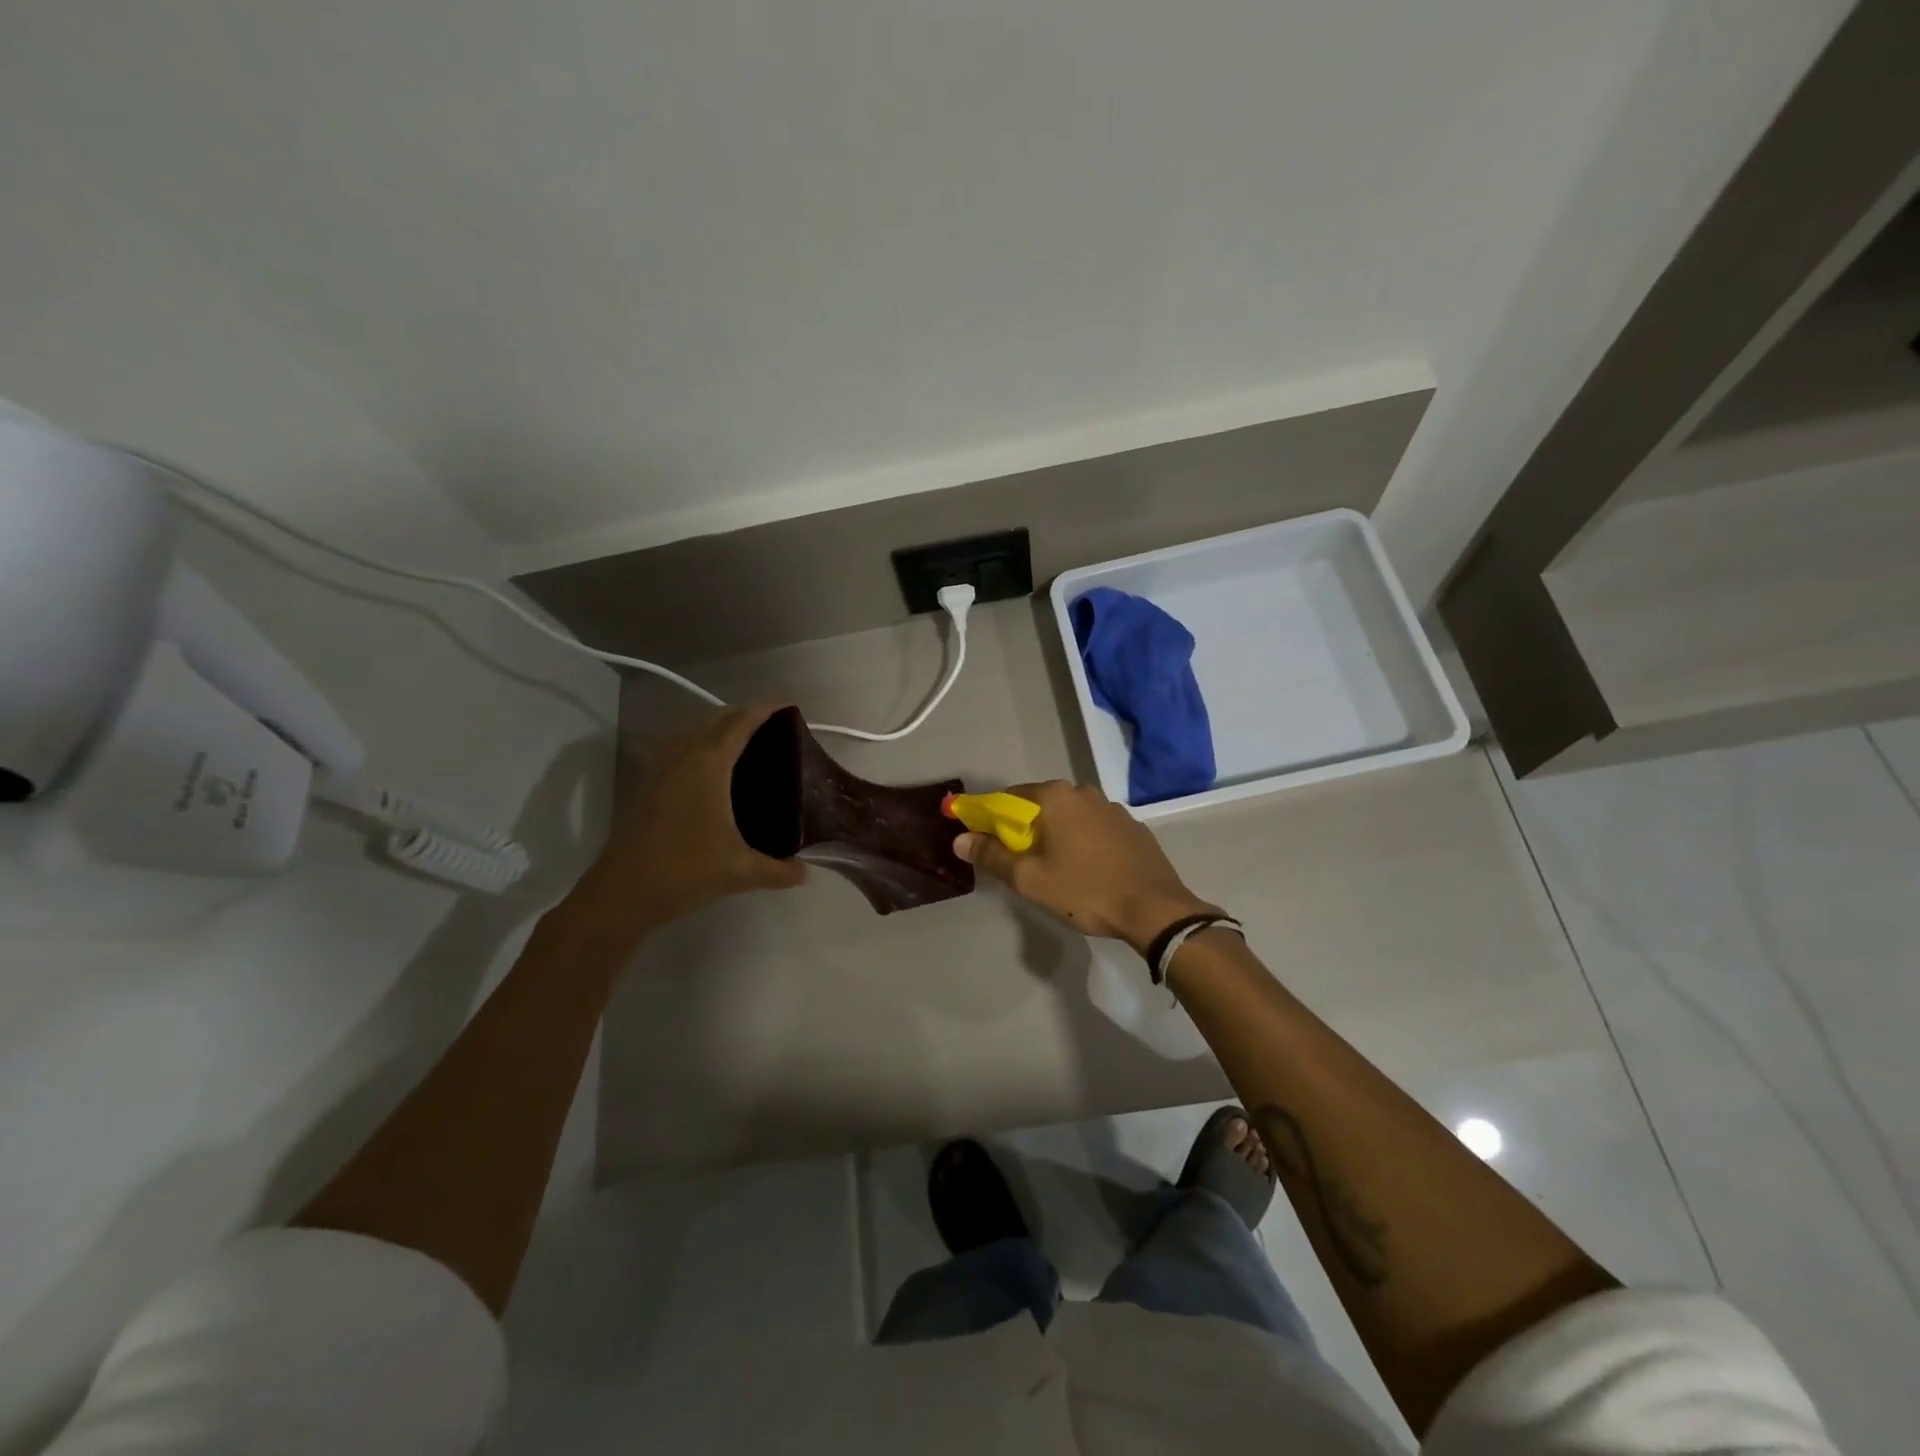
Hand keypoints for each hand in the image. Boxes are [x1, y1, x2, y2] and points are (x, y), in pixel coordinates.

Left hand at [568, 703, 806, 944]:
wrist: (621, 893)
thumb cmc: (684, 871)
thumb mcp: (740, 872)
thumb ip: (779, 870)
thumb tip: (805, 873)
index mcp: (708, 766)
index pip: (740, 724)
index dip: (765, 709)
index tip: (789, 703)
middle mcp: (683, 758)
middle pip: (716, 720)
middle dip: (745, 714)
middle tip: (775, 724)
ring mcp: (661, 771)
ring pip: (694, 733)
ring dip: (721, 727)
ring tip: (748, 741)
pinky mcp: (649, 787)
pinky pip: (681, 750)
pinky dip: (702, 745)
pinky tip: (714, 771)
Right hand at [954, 780, 1217, 954]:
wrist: (1155, 909)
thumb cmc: (1085, 891)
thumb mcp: (1030, 879)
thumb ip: (991, 855)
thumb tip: (960, 839)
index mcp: (1055, 796)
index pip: (1008, 797)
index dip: (989, 817)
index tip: (981, 840)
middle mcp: (1083, 792)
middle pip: (1039, 805)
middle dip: (1023, 828)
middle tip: (1018, 862)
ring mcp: (1112, 808)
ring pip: (1069, 816)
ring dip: (1055, 834)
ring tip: (1053, 869)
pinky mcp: (1132, 827)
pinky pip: (1094, 828)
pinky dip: (1082, 841)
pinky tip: (1086, 869)